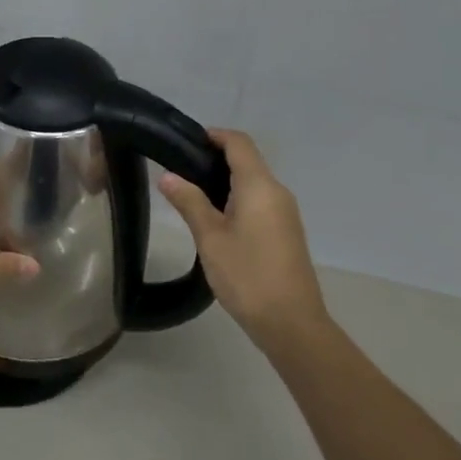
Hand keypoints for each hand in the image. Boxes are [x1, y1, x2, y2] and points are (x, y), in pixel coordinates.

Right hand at [159, 129, 328, 353]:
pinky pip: (261, 201)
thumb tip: (167, 176)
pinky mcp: (287, 231)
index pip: (239, 143)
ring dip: (227, 180)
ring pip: (255, 182)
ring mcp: (286, 213)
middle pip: (248, 160)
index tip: (187, 141)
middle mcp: (277, 192)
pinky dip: (239, 198)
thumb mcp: (210, 238)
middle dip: (216, 158)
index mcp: (259, 186)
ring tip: (193, 194)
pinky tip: (217, 218)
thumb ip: (189, 202)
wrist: (292, 324)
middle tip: (181, 169)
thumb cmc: (247, 276)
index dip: (215, 135)